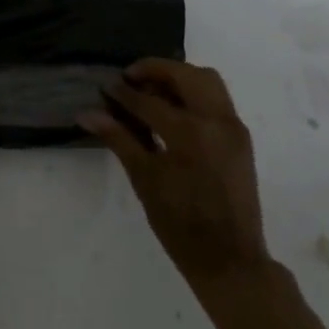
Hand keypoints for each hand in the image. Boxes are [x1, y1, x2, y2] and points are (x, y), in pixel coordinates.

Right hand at [79, 59, 268, 282]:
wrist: (229, 258)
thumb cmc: (180, 224)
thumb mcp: (144, 180)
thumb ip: (119, 139)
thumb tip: (87, 113)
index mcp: (190, 133)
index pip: (149, 101)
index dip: (123, 92)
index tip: (105, 86)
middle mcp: (216, 120)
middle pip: (186, 75)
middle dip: (156, 70)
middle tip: (130, 78)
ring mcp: (233, 127)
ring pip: (208, 82)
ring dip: (179, 77)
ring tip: (151, 90)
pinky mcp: (241, 137)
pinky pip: (217, 100)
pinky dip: (194, 93)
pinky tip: (173, 109)